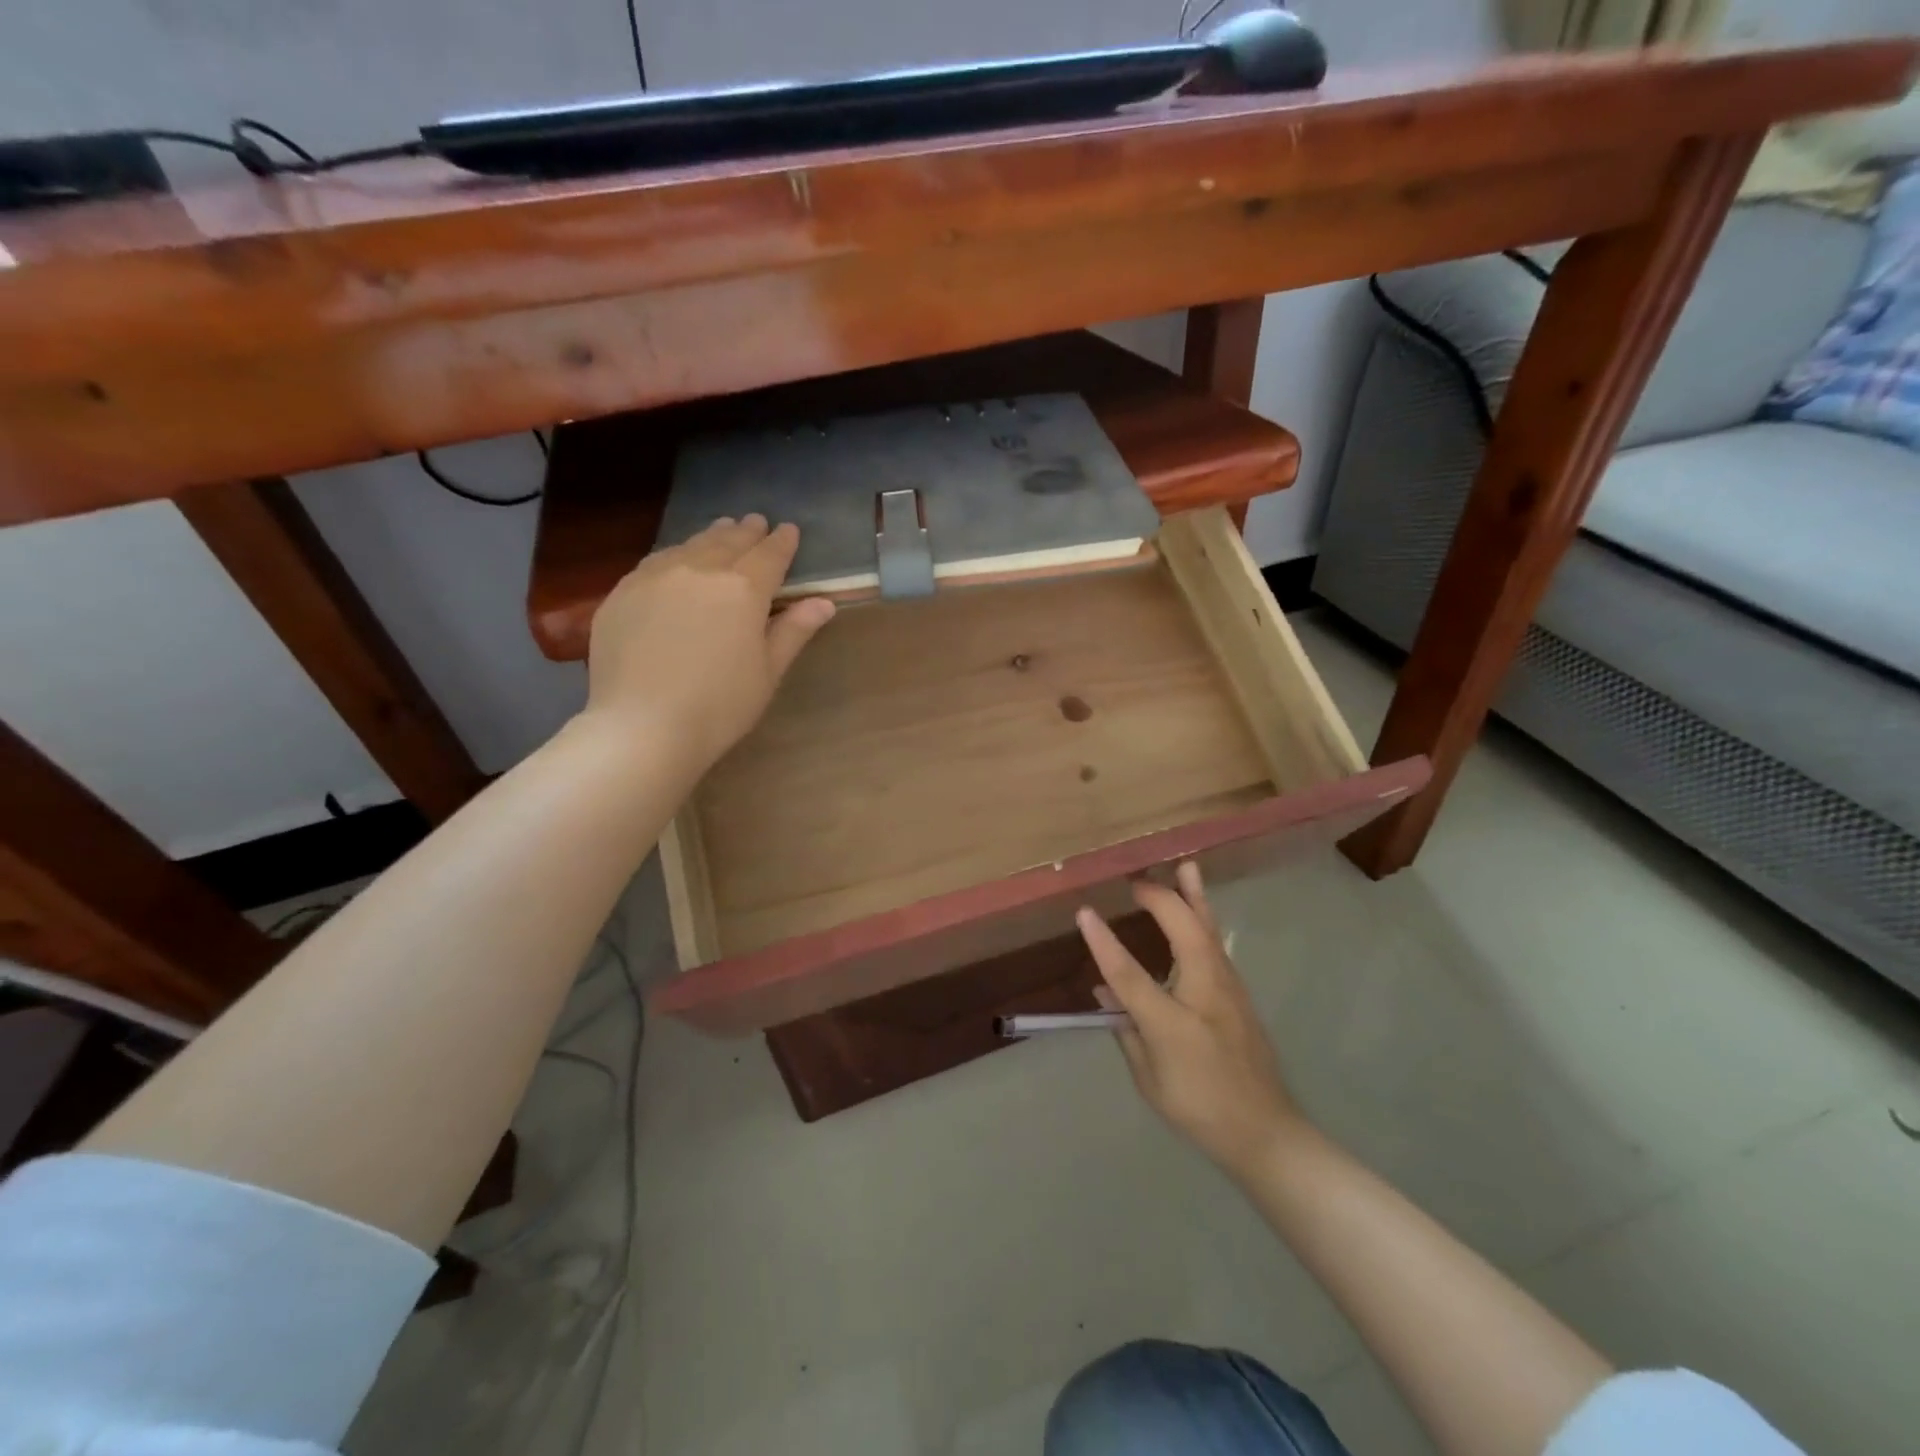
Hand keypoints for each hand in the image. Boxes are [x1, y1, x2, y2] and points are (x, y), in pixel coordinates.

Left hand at [583, 515, 834, 768]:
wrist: (643, 726)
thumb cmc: (720, 706)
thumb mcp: (768, 672)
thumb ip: (794, 631)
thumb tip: (824, 602)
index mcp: (743, 589)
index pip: (770, 555)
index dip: (782, 542)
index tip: (790, 531)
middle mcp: (699, 570)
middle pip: (728, 541)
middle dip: (746, 531)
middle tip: (756, 522)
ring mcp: (655, 577)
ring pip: (689, 546)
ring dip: (711, 536)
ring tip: (721, 530)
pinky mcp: (622, 592)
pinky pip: (655, 562)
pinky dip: (675, 554)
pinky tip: (676, 560)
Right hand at [1077, 862, 1304, 1179]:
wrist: (1266, 1131)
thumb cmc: (1200, 1109)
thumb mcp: (1149, 1079)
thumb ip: (1126, 1031)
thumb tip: (1106, 992)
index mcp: (1173, 1023)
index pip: (1129, 974)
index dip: (1104, 942)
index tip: (1085, 912)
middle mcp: (1204, 994)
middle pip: (1183, 931)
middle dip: (1159, 900)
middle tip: (1134, 883)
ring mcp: (1228, 989)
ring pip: (1208, 930)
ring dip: (1193, 897)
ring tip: (1186, 867)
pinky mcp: (1239, 992)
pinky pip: (1216, 944)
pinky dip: (1203, 918)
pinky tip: (1197, 909)